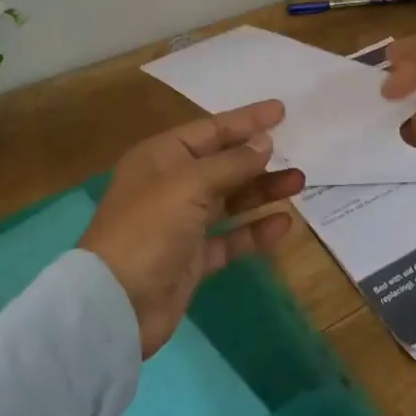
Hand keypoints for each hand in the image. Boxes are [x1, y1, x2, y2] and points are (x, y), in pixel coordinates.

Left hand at [81, 99, 306, 354]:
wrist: (116, 304)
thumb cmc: (148, 228)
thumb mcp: (190, 184)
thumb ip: (232, 162)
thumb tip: (264, 142)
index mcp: (161, 157)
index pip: (210, 130)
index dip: (246, 120)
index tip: (280, 110)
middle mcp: (171, 185)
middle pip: (223, 163)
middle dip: (258, 158)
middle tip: (297, 150)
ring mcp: (182, 223)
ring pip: (230, 199)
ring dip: (262, 190)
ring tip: (299, 182)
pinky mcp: (193, 258)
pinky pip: (231, 238)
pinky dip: (255, 230)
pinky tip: (283, 224)